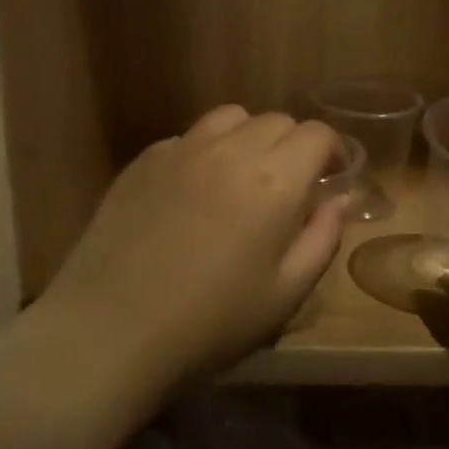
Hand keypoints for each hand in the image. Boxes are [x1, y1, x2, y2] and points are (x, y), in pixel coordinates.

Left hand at [38, 105, 346, 399]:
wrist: (109, 330)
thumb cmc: (210, 323)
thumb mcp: (285, 295)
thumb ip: (322, 238)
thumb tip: (339, 199)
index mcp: (273, 181)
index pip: (317, 134)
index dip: (333, 151)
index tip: (331, 177)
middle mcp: (229, 150)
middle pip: (276, 120)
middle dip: (293, 146)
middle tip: (289, 187)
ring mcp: (180, 150)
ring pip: (230, 117)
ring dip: (249, 138)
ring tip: (243, 177)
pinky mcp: (143, 161)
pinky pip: (188, 137)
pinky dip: (205, 151)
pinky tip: (194, 193)